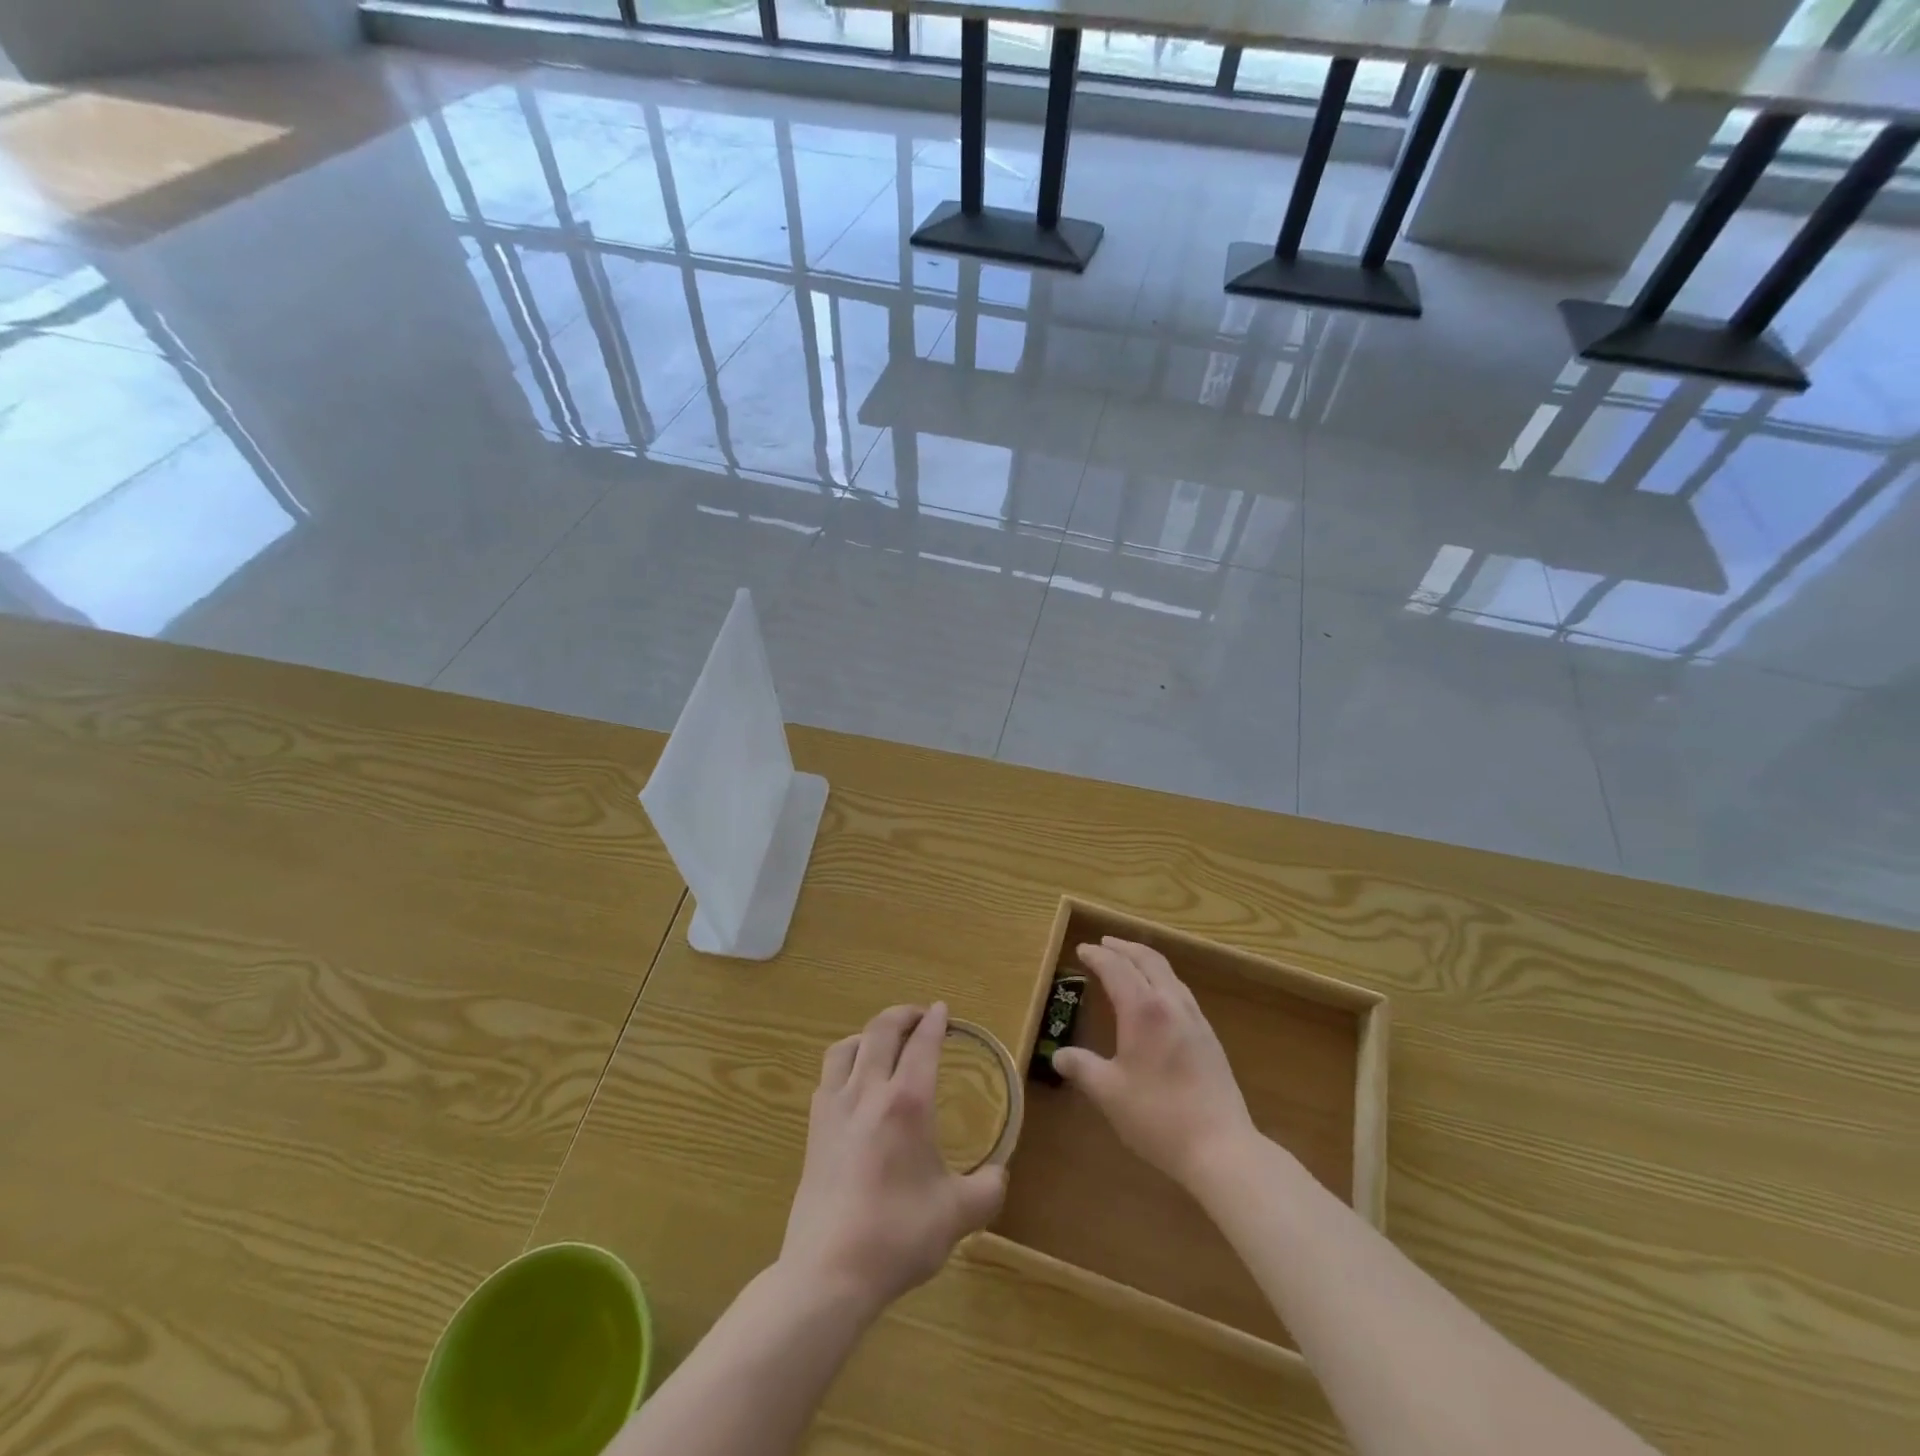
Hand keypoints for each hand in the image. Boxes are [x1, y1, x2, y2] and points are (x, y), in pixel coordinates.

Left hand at [778, 1003, 1005, 1319]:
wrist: (828, 1271)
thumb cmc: (897, 1236)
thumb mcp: (957, 1216)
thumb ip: (987, 1190)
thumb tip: (999, 1174)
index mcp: (907, 1103)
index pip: (922, 1045)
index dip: (935, 1022)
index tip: (943, 1010)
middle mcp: (868, 1092)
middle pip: (881, 1031)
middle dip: (903, 1015)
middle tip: (920, 1016)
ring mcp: (835, 1107)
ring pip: (848, 1046)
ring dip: (870, 1034)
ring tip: (884, 1041)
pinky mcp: (814, 1128)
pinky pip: (829, 1074)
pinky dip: (846, 1061)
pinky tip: (854, 1082)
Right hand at [1051, 937, 1257, 1192]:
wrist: (1221, 1147)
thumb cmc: (1158, 1116)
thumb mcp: (1109, 1093)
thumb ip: (1082, 1068)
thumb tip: (1059, 1055)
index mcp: (1143, 1010)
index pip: (1116, 969)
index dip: (1097, 956)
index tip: (1082, 950)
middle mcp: (1171, 1003)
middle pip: (1148, 960)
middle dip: (1124, 948)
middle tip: (1104, 944)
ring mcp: (1195, 1019)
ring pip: (1169, 973)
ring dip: (1145, 960)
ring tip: (1130, 962)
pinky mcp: (1209, 1036)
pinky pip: (1181, 991)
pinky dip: (1162, 979)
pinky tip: (1158, 998)